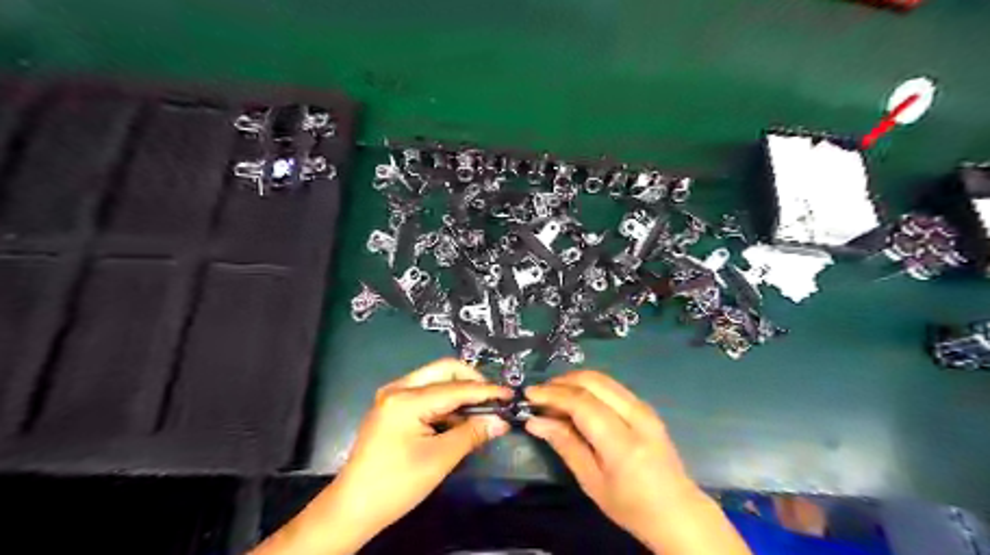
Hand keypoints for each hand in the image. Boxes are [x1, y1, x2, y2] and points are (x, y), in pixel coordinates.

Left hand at [252, 359, 514, 552]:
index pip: (456, 387)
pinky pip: (426, 394)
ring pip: (435, 380)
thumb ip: (472, 433)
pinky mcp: (392, 408)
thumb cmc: (396, 484)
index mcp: (406, 399)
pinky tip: (458, 419)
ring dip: (459, 392)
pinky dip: (445, 402)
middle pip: (444, 371)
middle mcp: (398, 388)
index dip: (486, 391)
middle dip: (471, 382)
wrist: (353, 507)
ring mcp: (393, 396)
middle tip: (493, 399)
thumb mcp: (439, 459)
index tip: (510, 394)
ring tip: (480, 411)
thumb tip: (501, 421)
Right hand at [526, 370, 751, 553]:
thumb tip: (535, 421)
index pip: (582, 403)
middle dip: (562, 381)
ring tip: (553, 396)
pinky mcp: (647, 408)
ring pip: (603, 379)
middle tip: (539, 394)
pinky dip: (590, 387)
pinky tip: (576, 400)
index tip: (529, 394)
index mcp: (623, 442)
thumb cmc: (632, 507)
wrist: (679, 512)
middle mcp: (637, 417)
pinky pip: (612, 387)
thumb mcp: (592, 483)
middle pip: (594, 382)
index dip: (553, 394)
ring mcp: (645, 409)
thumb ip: (565, 445)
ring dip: (575, 381)